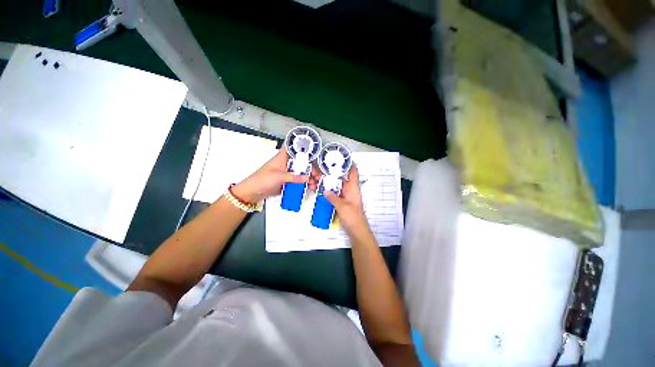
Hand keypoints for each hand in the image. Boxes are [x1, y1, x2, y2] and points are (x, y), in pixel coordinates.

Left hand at [232, 147, 318, 203]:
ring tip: (316, 184)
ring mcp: (288, 172)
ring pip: (302, 172)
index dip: (304, 147)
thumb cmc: (262, 180)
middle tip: (319, 176)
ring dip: (310, 177)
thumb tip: (308, 178)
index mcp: (283, 157)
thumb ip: (294, 177)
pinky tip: (311, 187)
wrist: (252, 193)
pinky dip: (306, 183)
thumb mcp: (278, 177)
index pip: (294, 148)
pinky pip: (299, 181)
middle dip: (312, 168)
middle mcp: (287, 163)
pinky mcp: (288, 181)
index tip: (316, 152)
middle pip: (302, 162)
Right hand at [324, 165, 371, 238]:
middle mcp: (350, 190)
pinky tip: (321, 189)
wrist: (356, 230)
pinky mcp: (342, 201)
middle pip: (342, 178)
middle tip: (321, 168)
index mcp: (353, 188)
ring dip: (329, 182)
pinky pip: (335, 193)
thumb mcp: (342, 206)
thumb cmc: (352, 217)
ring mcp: (346, 196)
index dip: (349, 163)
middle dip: (333, 173)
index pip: (353, 172)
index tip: (340, 157)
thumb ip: (333, 197)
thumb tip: (325, 190)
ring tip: (318, 178)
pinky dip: (329, 191)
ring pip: (337, 185)